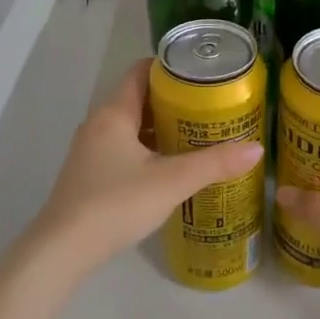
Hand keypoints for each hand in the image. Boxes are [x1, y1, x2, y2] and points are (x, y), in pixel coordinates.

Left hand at [24, 58, 262, 282]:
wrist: (63, 250)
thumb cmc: (116, 204)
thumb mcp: (171, 182)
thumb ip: (214, 164)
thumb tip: (256, 148)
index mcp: (113, 114)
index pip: (140, 72)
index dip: (169, 68)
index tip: (201, 73)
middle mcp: (98, 124)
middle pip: (137, 98)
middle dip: (172, 100)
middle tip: (209, 106)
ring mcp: (90, 151)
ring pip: (130, 126)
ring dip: (159, 126)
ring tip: (196, 134)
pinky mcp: (89, 174)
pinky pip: (122, 148)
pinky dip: (147, 148)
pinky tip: (169, 166)